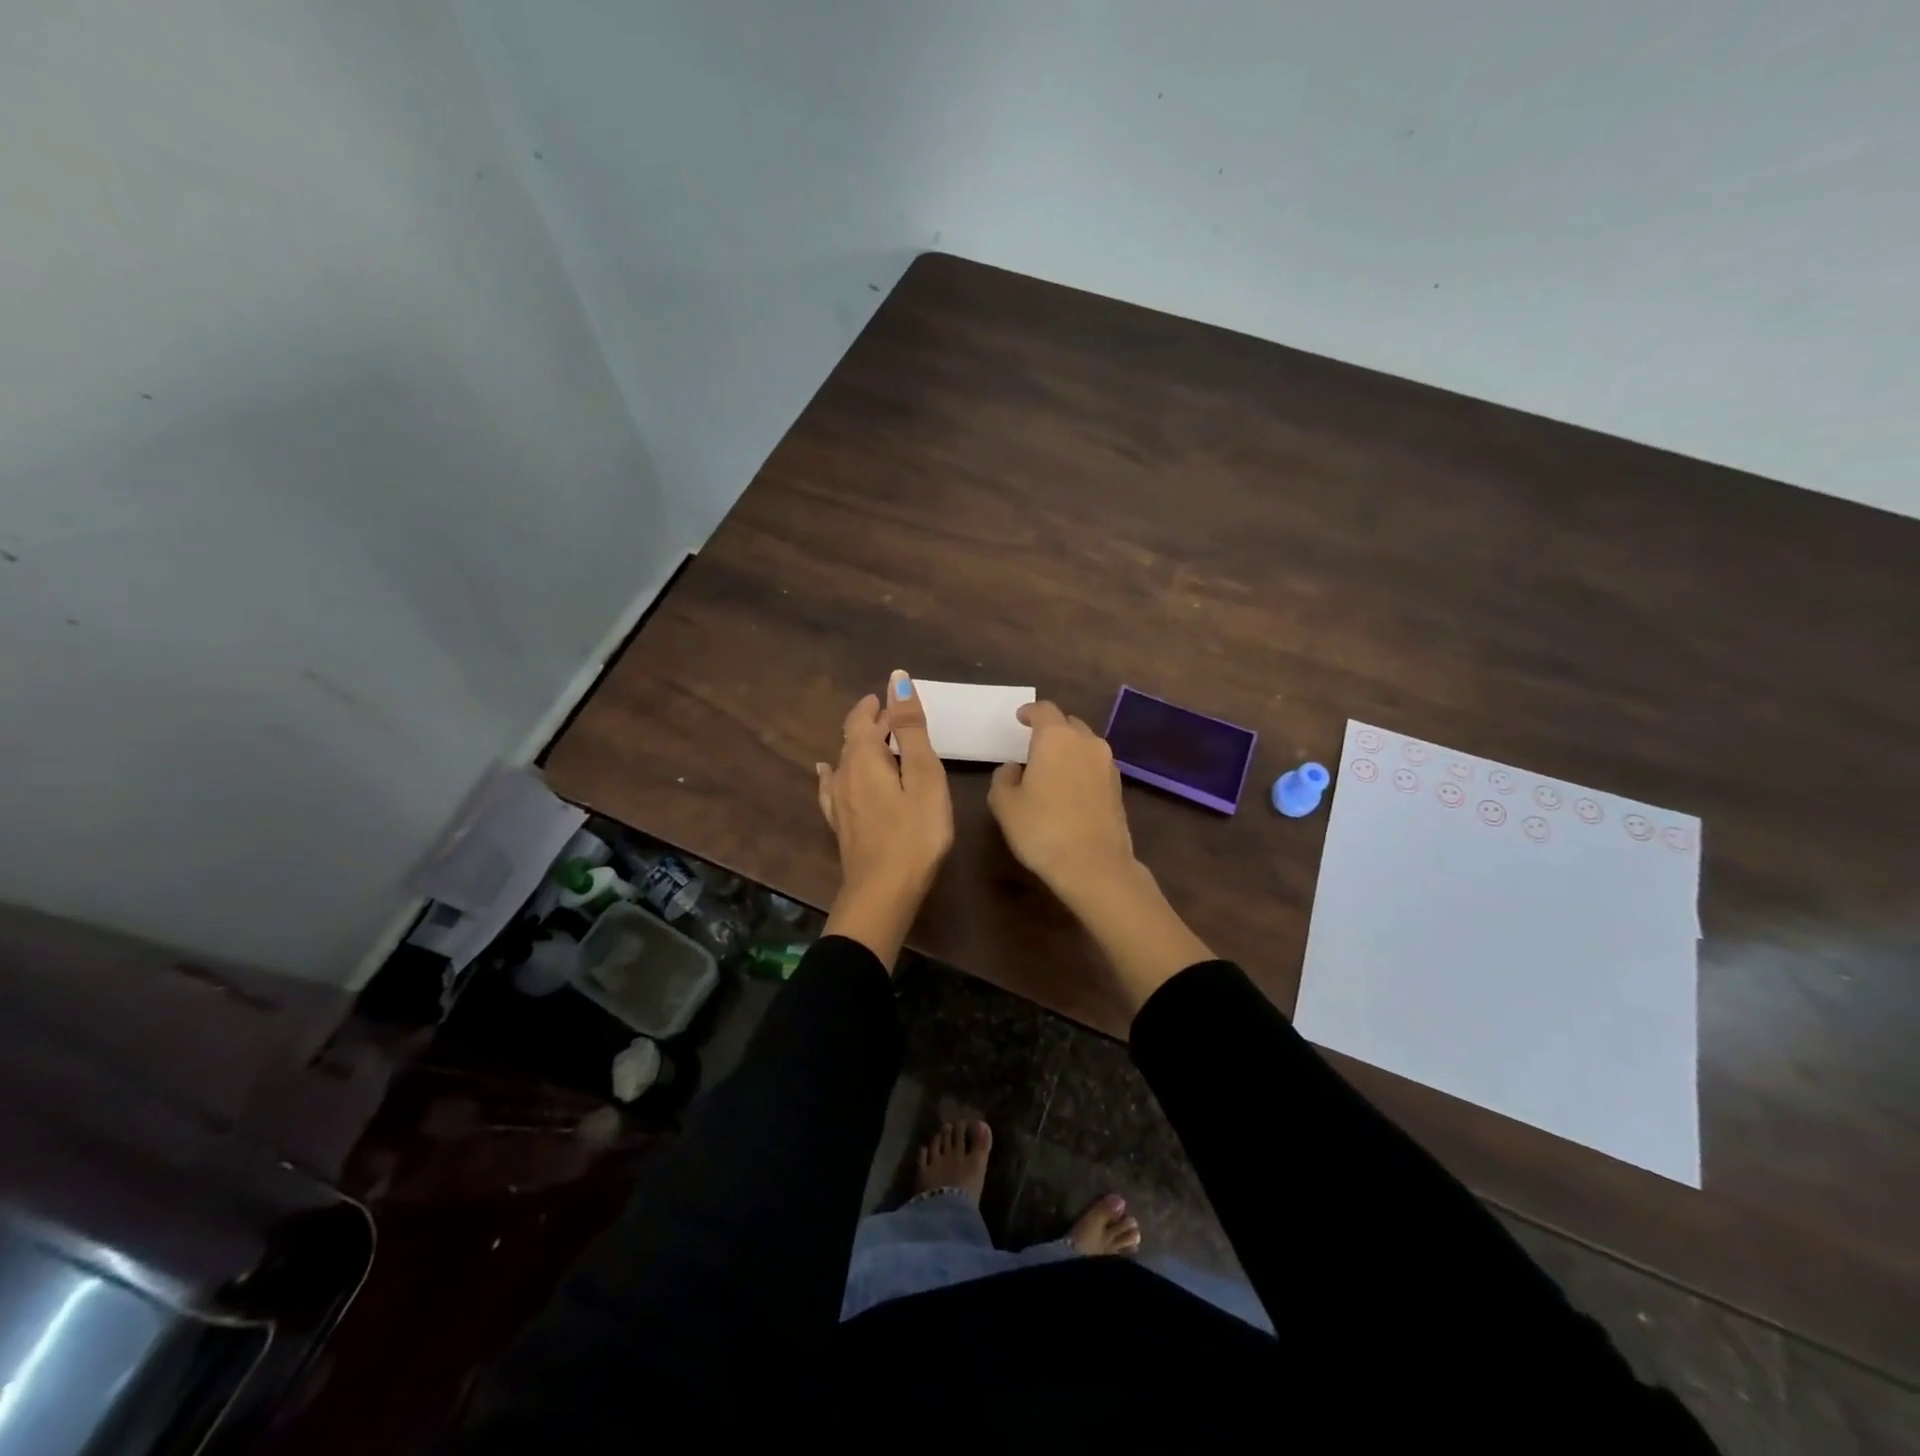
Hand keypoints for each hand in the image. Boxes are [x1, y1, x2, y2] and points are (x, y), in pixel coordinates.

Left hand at [816, 671, 953, 969]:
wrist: (883, 892)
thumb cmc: (914, 832)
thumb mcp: (923, 775)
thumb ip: (910, 728)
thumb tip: (896, 679)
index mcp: (864, 758)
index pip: (863, 719)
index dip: (876, 705)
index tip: (889, 695)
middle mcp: (844, 774)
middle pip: (853, 738)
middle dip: (871, 723)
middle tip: (891, 714)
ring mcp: (838, 802)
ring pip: (845, 761)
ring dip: (861, 746)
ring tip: (875, 740)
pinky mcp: (841, 824)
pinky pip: (832, 786)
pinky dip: (835, 771)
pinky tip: (826, 772)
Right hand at [989, 699, 1212, 1018]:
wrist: (1094, 865)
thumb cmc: (1042, 829)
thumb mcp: (1005, 805)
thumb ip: (1003, 779)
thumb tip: (1014, 769)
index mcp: (1055, 738)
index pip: (1043, 710)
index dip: (1029, 712)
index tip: (1020, 718)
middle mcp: (1086, 742)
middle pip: (1067, 724)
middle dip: (1050, 729)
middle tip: (1033, 746)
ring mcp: (1107, 764)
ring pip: (1084, 744)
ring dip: (1068, 749)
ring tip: (1051, 768)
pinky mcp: (1118, 786)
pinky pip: (1095, 765)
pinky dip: (1081, 768)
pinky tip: (1069, 788)